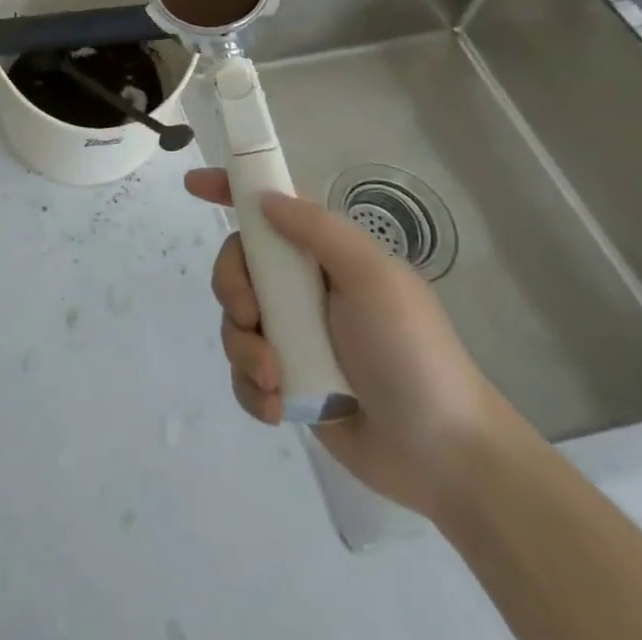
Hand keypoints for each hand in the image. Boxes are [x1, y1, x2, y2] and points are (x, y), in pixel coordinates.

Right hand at [183, 169, 522, 517]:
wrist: (447, 456)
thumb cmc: (412, 353)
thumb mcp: (373, 277)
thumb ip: (318, 231)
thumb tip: (264, 201)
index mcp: (324, 256)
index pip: (269, 209)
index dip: (229, 190)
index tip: (193, 186)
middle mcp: (303, 289)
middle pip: (237, 266)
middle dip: (231, 288)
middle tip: (251, 317)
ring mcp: (294, 337)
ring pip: (234, 322)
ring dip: (244, 349)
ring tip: (276, 380)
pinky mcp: (288, 384)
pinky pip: (244, 373)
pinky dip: (250, 387)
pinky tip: (277, 407)